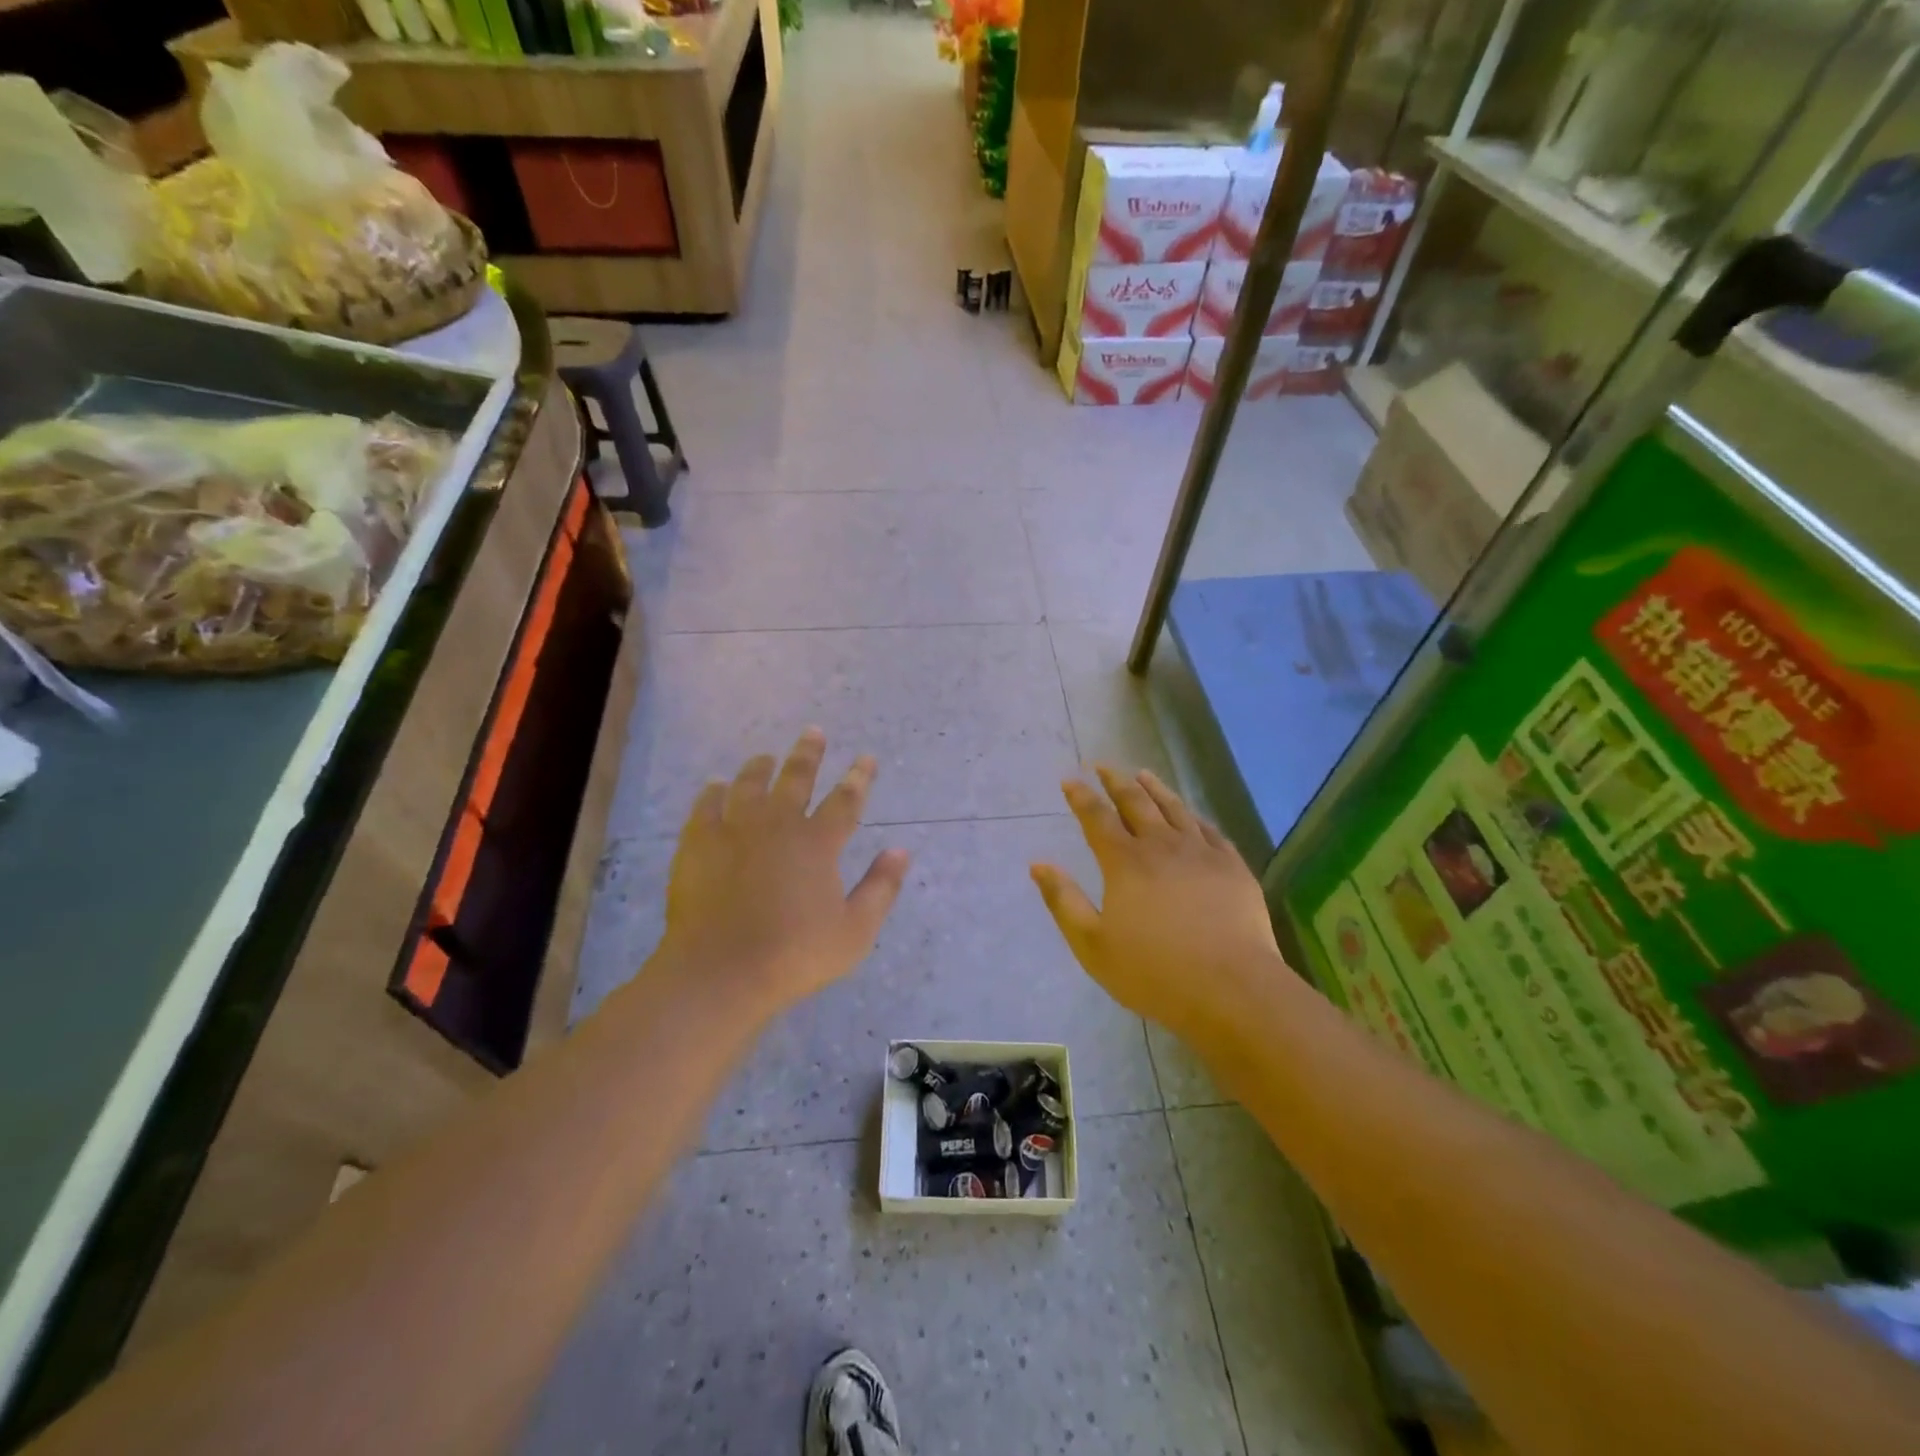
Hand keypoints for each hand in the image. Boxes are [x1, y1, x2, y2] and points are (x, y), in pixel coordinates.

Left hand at [654, 729, 909, 1016]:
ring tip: (765, 756)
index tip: (866, 758)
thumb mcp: (855, 931)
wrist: (721, 972)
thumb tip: (902, 851)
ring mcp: (734, 831)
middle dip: (808, 754)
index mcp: (818, 843)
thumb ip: (881, 888)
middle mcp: (778, 826)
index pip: (846, 800)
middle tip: (813, 732)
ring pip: (749, 785)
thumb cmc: (795, 955)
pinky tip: (716, 786)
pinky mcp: (698, 844)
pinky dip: (713, 792)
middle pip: (796, 778)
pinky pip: (706, 806)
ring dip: (760, 767)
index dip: (859, 777)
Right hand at [1031, 766, 1289, 1046]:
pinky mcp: (1232, 866)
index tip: (1070, 779)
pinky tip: (1190, 814)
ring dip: (1155, 788)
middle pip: (1135, 802)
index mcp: (1125, 862)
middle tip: (1103, 766)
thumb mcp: (1092, 944)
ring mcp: (1201, 852)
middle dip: (1115, 781)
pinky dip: (1192, 815)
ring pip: (1174, 808)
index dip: (1081, 796)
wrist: (1231, 989)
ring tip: (1143, 774)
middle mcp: (1161, 845)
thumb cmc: (1153, 972)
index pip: (1097, 817)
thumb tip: (1038, 864)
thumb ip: (1063, 900)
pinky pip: (1209, 829)